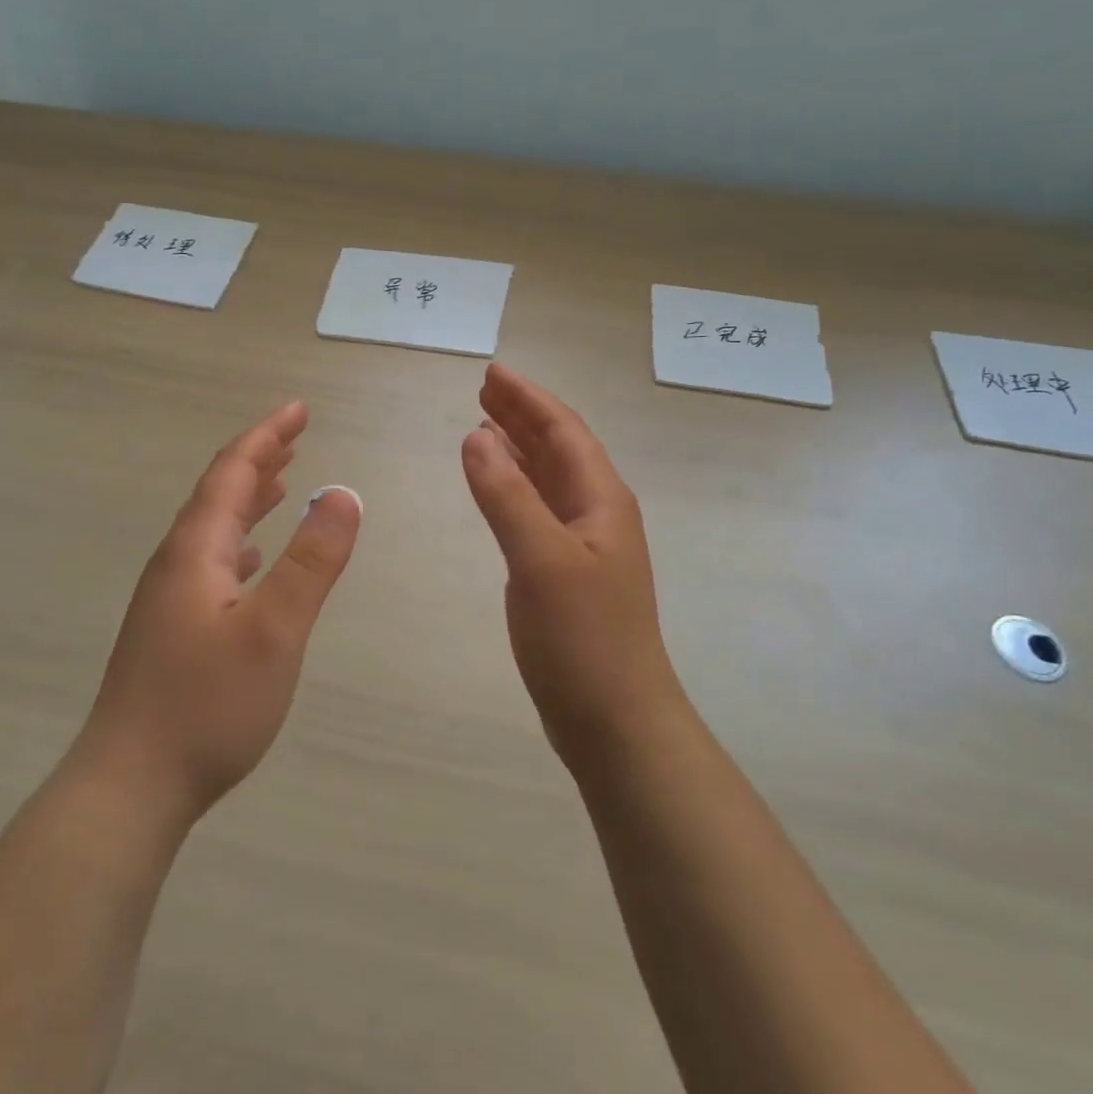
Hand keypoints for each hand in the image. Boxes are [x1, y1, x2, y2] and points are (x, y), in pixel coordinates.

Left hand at [74, 401, 361, 823]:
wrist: (129, 787)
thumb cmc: (206, 705)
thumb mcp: (274, 629)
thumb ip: (312, 561)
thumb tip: (344, 493)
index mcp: (196, 551)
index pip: (232, 473)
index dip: (267, 436)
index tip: (300, 409)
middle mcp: (176, 564)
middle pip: (218, 494)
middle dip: (259, 460)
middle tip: (297, 435)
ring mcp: (169, 600)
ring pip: (214, 529)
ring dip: (249, 499)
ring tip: (282, 482)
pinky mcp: (172, 631)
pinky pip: (211, 562)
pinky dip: (239, 542)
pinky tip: (251, 558)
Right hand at [461, 364, 688, 765]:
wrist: (616, 721)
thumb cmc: (584, 638)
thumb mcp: (541, 560)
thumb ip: (508, 496)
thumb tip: (476, 436)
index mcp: (601, 500)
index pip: (564, 431)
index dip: (528, 399)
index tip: (493, 372)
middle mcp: (596, 514)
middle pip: (558, 448)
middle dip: (522, 415)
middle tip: (483, 388)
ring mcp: (583, 545)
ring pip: (548, 478)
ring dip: (518, 448)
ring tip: (483, 424)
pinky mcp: (565, 573)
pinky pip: (538, 510)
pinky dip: (514, 488)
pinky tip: (497, 488)